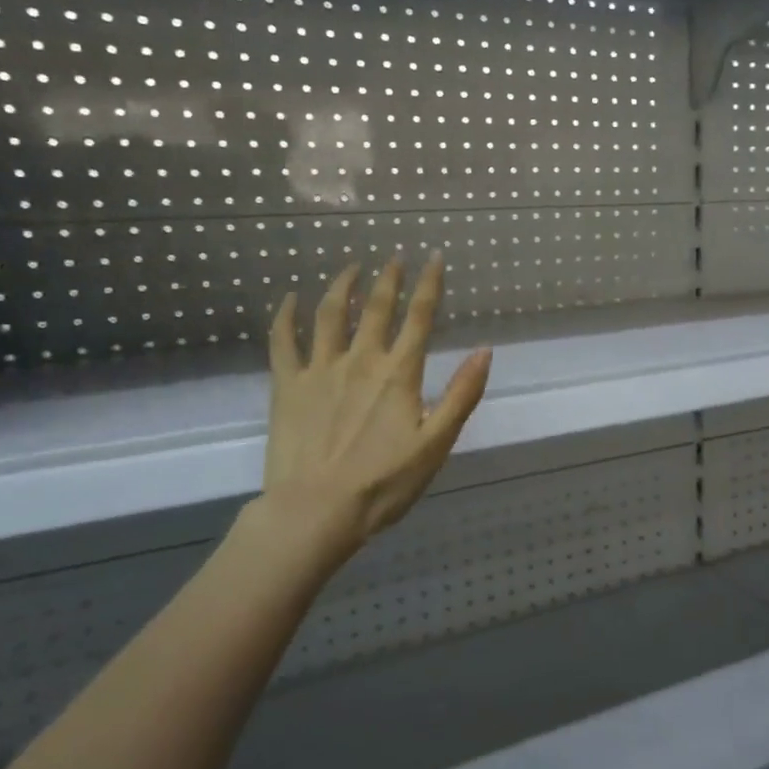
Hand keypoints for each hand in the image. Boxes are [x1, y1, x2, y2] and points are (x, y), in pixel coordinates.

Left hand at [249, 255, 490, 567]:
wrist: (316, 511)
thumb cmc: (384, 483)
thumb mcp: (436, 444)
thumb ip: (462, 395)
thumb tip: (484, 351)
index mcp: (399, 374)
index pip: (419, 317)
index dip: (429, 284)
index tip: (434, 257)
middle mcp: (360, 360)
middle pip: (376, 308)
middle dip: (389, 278)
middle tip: (395, 257)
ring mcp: (319, 370)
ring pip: (329, 314)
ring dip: (342, 286)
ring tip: (351, 267)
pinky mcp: (286, 386)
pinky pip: (283, 341)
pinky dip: (286, 315)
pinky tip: (290, 298)